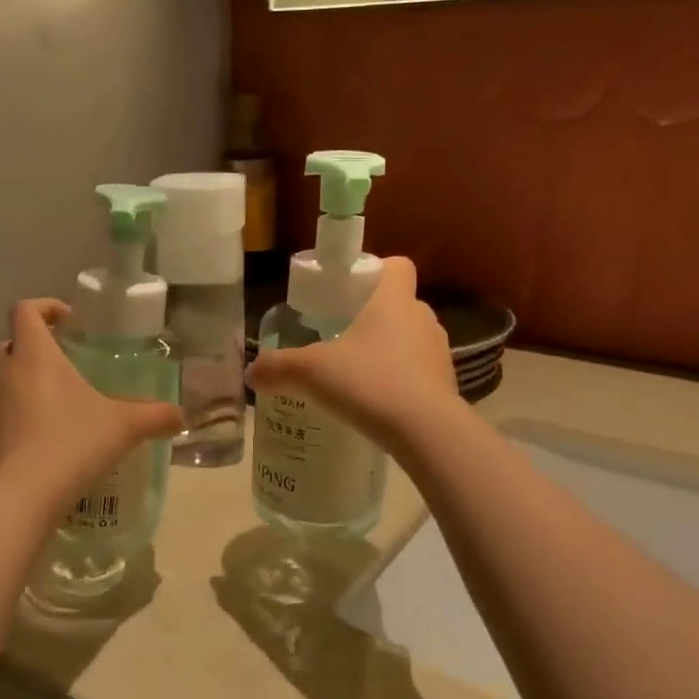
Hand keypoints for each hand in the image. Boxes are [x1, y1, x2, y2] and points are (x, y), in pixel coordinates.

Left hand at [0, 299, 182, 502]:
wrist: (25, 497)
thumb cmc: (74, 443)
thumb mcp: (125, 426)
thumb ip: (156, 416)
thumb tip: (181, 415)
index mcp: (36, 356)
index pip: (25, 311)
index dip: (46, 307)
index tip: (70, 321)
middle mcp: (6, 374)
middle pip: (13, 344)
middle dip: (37, 346)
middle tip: (69, 362)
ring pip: (6, 381)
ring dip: (29, 383)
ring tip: (63, 404)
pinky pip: (4, 414)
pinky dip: (23, 416)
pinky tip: (49, 439)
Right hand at [247, 257, 459, 448]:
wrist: (427, 432)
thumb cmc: (370, 383)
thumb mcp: (311, 372)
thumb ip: (279, 368)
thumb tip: (252, 372)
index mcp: (394, 301)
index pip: (397, 266)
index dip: (376, 270)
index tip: (351, 290)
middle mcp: (423, 319)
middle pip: (400, 304)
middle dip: (374, 318)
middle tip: (343, 337)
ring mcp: (439, 353)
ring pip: (412, 340)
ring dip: (389, 352)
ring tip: (359, 376)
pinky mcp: (447, 386)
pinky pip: (420, 374)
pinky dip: (402, 382)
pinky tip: (378, 404)